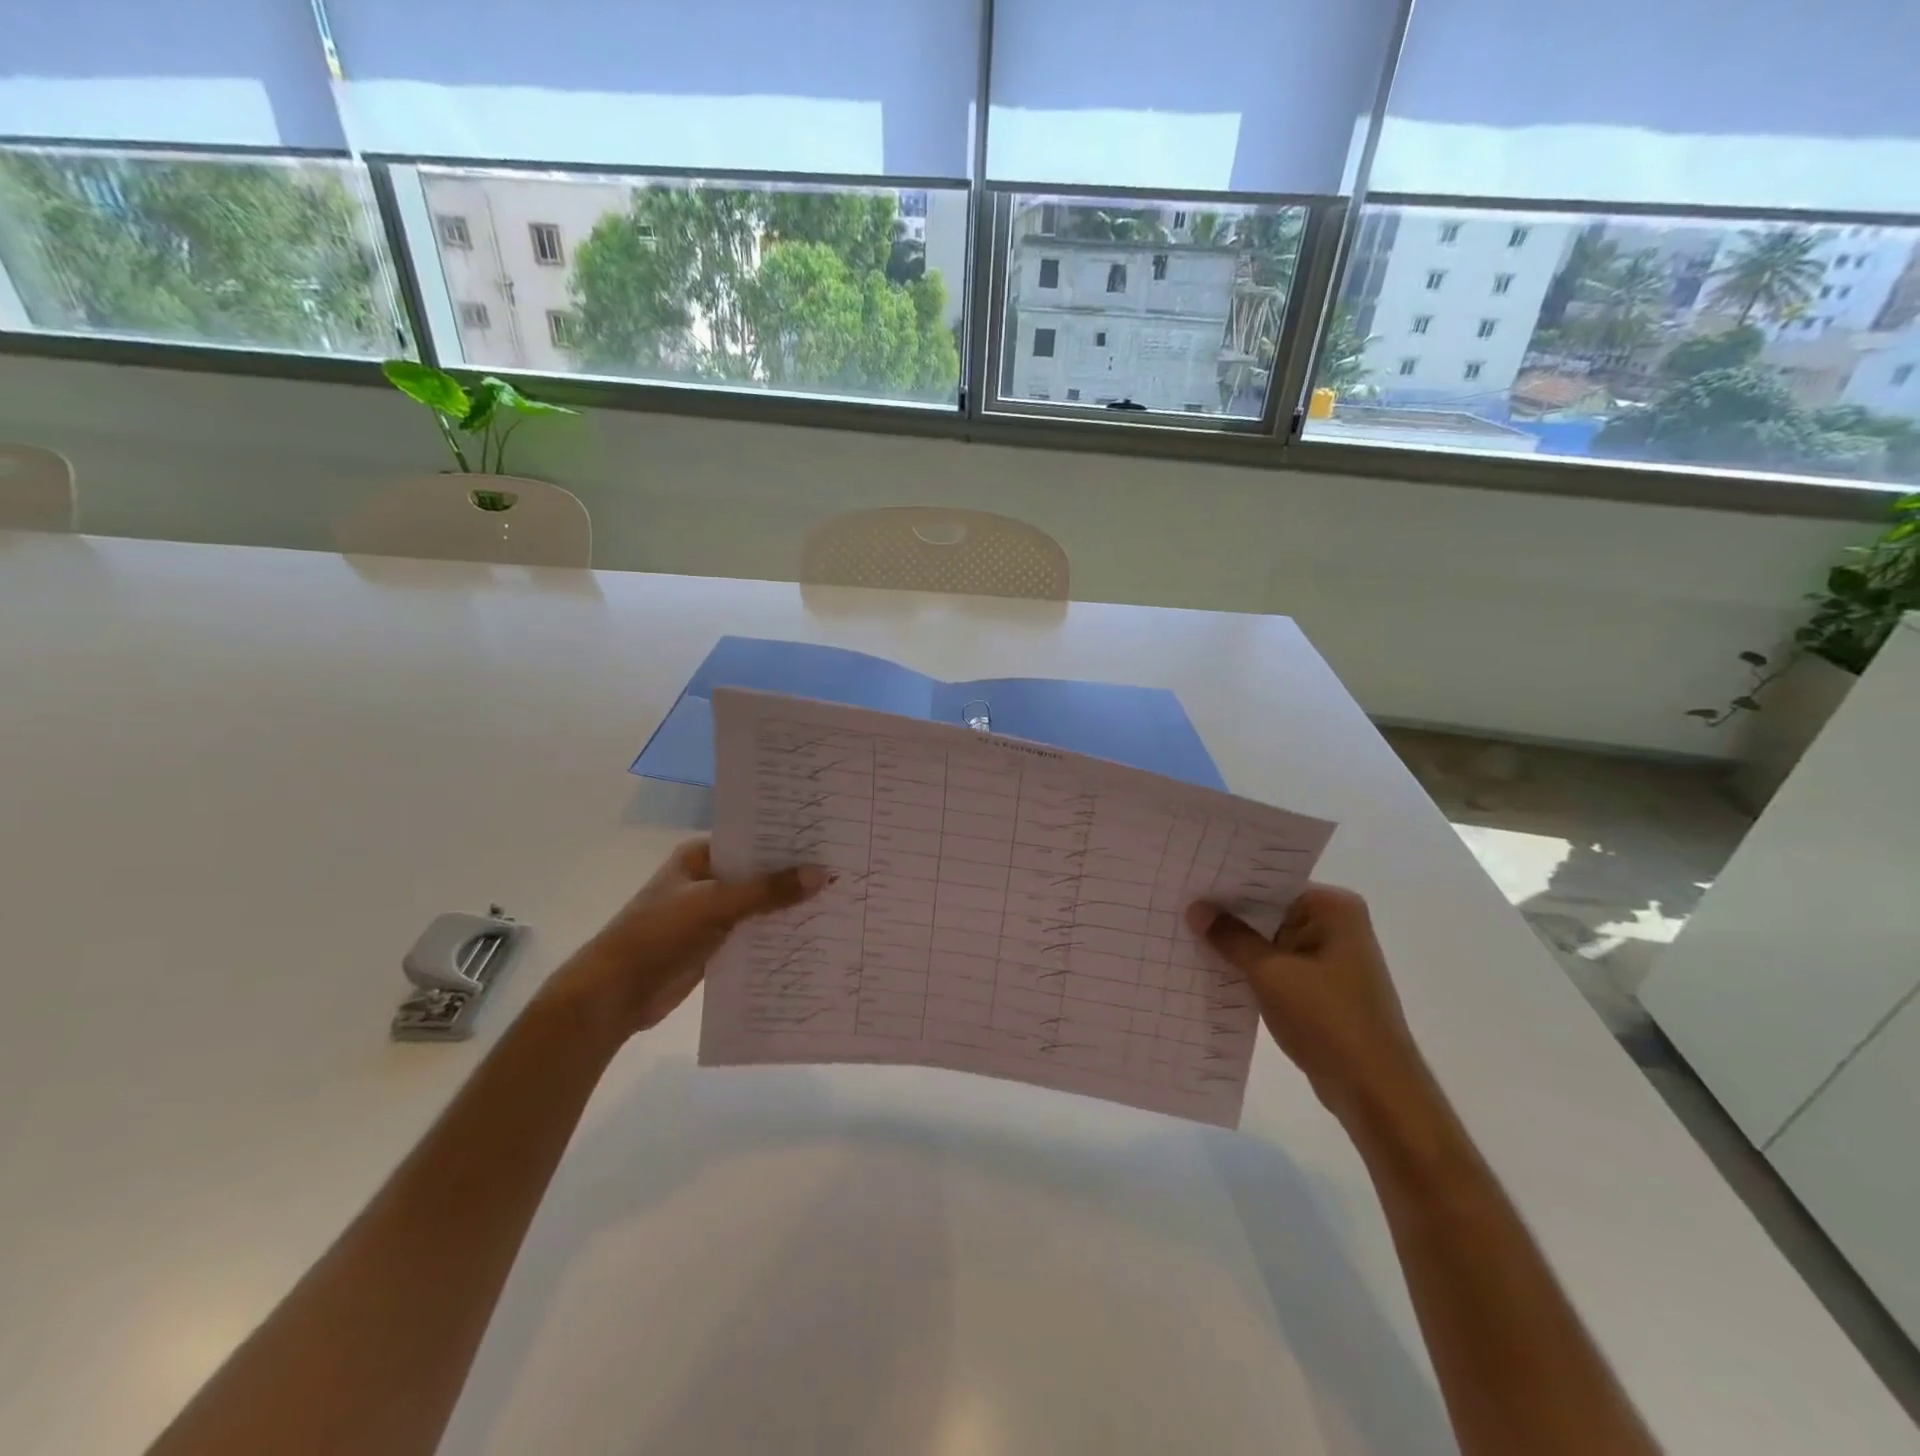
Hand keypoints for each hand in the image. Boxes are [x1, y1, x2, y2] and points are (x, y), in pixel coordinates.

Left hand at [554, 839, 827, 1037]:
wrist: (614, 995)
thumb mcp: (716, 905)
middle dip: (796, 874)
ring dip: (790, 906)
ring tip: (841, 899)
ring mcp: (713, 913)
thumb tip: (822, 874)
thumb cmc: (658, 935)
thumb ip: (768, 891)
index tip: (831, 836)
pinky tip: (815, 933)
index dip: (789, 838)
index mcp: (701, 856)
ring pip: (761, 904)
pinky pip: (756, 933)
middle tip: (846, 867)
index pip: (753, 838)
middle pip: (761, 872)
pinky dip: (779, 933)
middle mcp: (709, 879)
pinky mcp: (717, 944)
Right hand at [1186, 885, 1432, 1128]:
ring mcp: (1327, 958)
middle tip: (1176, 903)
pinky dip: (1248, 968)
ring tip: (1182, 932)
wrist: (1375, 1093)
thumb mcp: (1271, 974)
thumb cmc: (1329, 1021)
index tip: (1188, 881)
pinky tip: (1208, 967)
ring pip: (1268, 940)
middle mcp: (1334, 925)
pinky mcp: (1318, 987)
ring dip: (1234, 944)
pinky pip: (1274, 966)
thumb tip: (1195, 908)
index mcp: (1333, 909)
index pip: (1270, 883)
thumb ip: (1231, 938)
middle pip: (1268, 910)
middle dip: (1227, 914)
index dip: (1228, 884)